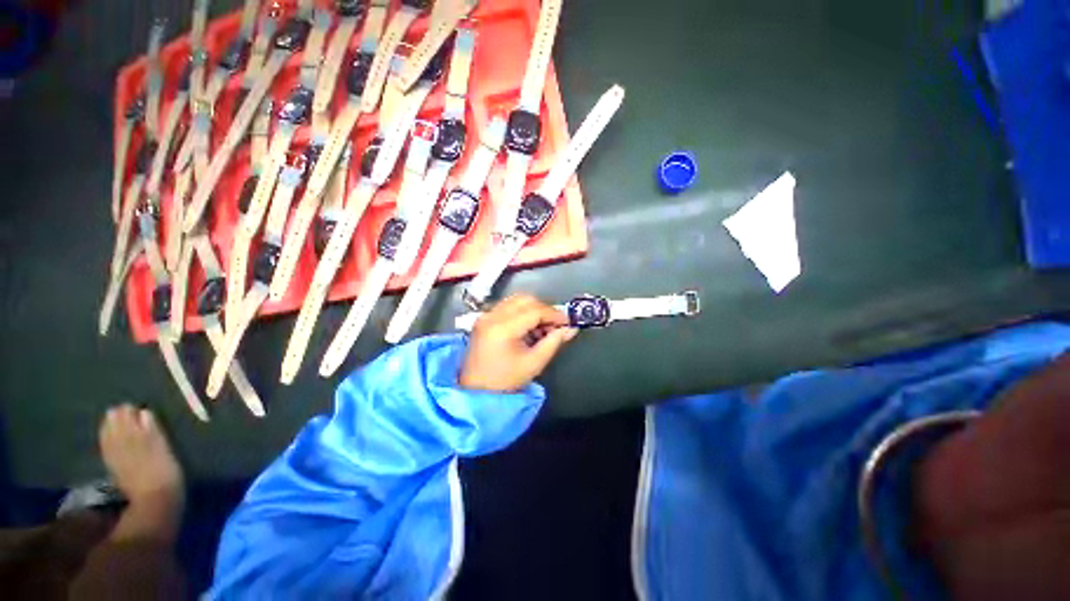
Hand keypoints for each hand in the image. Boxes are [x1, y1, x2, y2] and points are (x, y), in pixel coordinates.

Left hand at [98, 404, 183, 508]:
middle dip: (119, 417)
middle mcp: (125, 445)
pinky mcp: (114, 467)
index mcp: (141, 439)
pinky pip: (107, 448)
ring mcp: (118, 456)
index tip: (132, 404)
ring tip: (111, 415)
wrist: (155, 501)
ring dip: (111, 426)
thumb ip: (153, 432)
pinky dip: (106, 439)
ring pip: (111, 437)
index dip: (131, 412)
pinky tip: (105, 434)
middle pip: (119, 428)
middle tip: (120, 407)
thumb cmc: (167, 474)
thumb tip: (144, 412)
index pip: (132, 421)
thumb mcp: (165, 451)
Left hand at [460, 294, 578, 392]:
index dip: (554, 314)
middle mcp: (491, 316)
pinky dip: (522, 312)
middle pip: (525, 300)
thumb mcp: (534, 363)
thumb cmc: (506, 381)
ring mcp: (485, 316)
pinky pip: (507, 306)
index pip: (534, 311)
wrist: (475, 391)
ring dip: (534, 309)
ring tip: (543, 328)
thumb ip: (554, 342)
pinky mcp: (484, 319)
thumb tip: (571, 329)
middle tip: (555, 326)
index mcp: (502, 328)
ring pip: (516, 300)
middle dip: (544, 309)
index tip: (568, 323)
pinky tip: (529, 328)